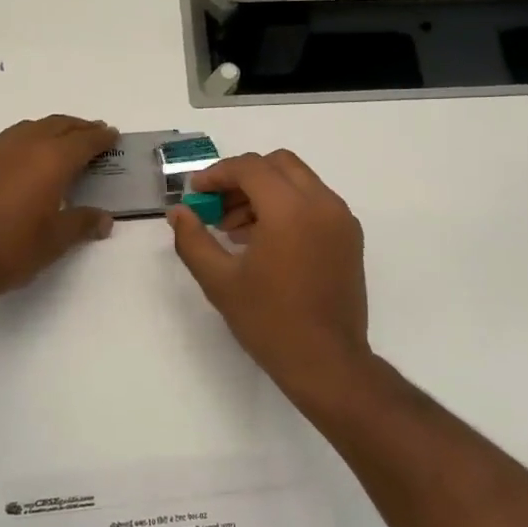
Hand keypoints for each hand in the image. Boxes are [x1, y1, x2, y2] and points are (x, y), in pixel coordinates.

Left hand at [0, 116, 118, 307]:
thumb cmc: (10, 250)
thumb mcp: (55, 241)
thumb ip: (82, 223)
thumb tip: (104, 219)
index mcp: (51, 160)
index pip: (84, 140)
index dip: (101, 137)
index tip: (111, 134)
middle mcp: (22, 145)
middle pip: (56, 125)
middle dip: (77, 127)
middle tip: (91, 132)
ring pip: (27, 128)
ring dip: (48, 131)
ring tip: (57, 143)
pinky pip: (2, 143)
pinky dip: (20, 144)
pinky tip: (18, 162)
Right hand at [166, 150, 370, 395]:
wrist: (326, 362)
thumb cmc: (269, 321)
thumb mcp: (219, 281)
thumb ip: (193, 239)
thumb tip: (178, 212)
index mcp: (290, 209)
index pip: (250, 167)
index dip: (217, 174)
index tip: (196, 193)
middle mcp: (322, 203)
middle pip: (278, 164)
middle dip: (243, 177)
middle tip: (217, 206)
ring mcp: (341, 219)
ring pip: (299, 181)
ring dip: (265, 192)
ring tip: (236, 229)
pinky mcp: (350, 237)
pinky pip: (315, 203)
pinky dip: (288, 206)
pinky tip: (266, 241)